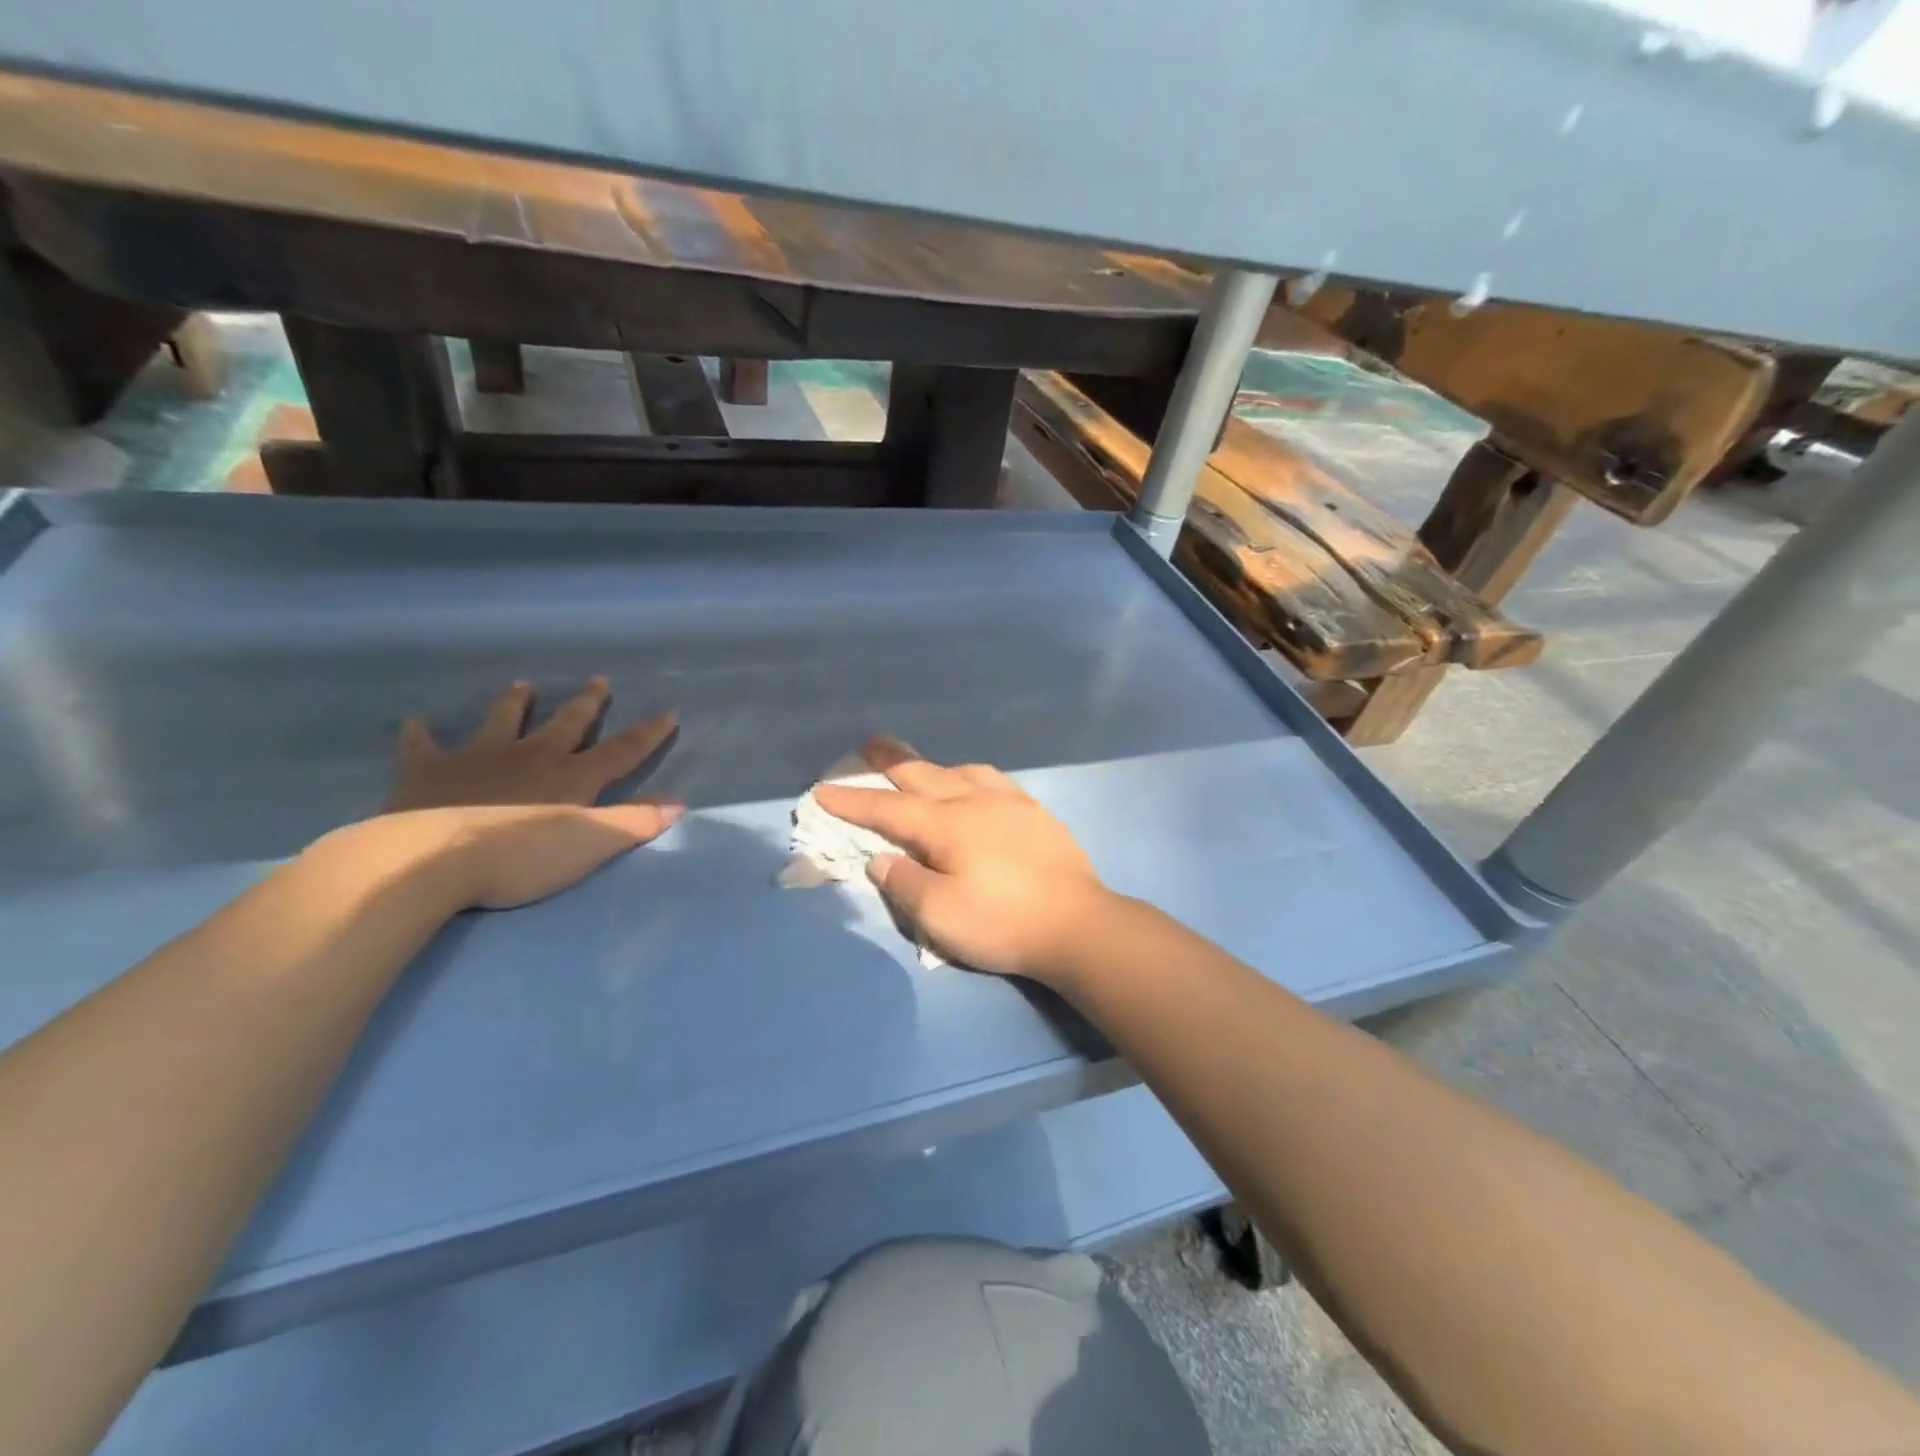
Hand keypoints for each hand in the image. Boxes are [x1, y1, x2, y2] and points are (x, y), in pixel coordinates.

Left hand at [341, 678, 682, 909]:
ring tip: (522, 684)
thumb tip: (679, 804)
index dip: (647, 733)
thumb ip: (635, 822)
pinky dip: (421, 733)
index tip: (667, 712)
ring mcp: (479, 759)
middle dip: (586, 703)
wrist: (432, 859)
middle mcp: (532, 757)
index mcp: (572, 777)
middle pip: (566, 724)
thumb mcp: (591, 844)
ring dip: (514, 703)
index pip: (621, 751)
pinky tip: (417, 721)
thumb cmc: (521, 855)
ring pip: (502, 721)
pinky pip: (423, 746)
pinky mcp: (428, 772)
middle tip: (599, 679)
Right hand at [813, 741, 1111, 979]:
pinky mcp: (1035, 811)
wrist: (1077, 924)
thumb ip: (904, 883)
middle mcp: (974, 801)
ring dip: (932, 766)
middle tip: (868, 744)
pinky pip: (992, 779)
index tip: (822, 789)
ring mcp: (1009, 802)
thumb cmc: (1003, 922)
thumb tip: (880, 859)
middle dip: (890, 762)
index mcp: (946, 825)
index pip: (887, 809)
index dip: (852, 801)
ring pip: (960, 771)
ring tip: (921, 768)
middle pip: (923, 775)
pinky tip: (975, 784)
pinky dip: (969, 775)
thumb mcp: (940, 916)